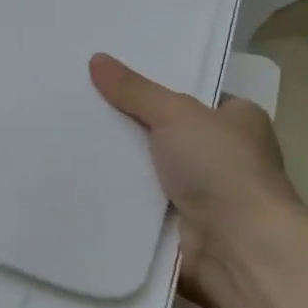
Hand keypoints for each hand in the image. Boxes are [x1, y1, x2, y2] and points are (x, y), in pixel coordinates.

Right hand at [88, 52, 307, 301]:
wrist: (238, 249)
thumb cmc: (221, 169)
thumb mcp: (176, 114)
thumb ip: (135, 90)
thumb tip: (96, 59)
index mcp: (239, 122)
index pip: (193, 96)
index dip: (156, 86)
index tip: (112, 76)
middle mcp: (225, 156)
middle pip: (165, 132)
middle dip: (129, 124)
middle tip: (80, 102)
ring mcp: (203, 194)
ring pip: (149, 169)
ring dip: (120, 163)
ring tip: (69, 135)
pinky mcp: (181, 227)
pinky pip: (140, 203)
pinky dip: (117, 196)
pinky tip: (79, 178)